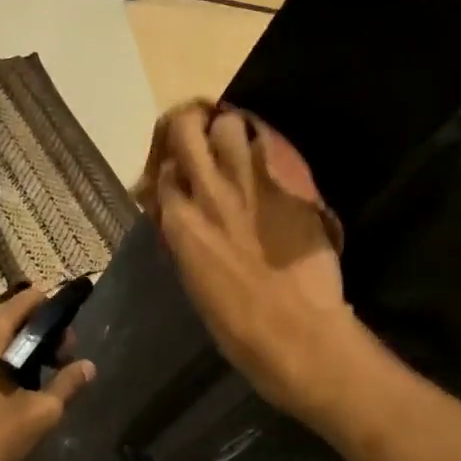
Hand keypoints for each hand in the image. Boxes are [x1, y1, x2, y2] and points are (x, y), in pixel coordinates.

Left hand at [0, 288, 95, 460]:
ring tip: (47, 385)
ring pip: (0, 340)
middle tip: (65, 368)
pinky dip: (7, 364)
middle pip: (14, 318)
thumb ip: (67, 383)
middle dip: (44, 336)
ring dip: (27, 352)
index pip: (28, 300)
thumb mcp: (40, 414)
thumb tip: (88, 366)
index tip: (71, 344)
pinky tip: (21, 394)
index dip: (55, 313)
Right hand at [144, 102, 353, 415]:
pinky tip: (270, 163)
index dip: (170, 169)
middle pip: (186, 130)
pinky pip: (270, 148)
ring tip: (240, 148)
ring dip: (230, 131)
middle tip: (202, 137)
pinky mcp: (288, 187)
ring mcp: (249, 185)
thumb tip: (186, 223)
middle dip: (190, 126)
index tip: (180, 174)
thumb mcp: (195, 281)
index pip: (162, 173)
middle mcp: (207, 193)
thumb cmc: (239, 328)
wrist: (298, 335)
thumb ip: (188, 240)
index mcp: (180, 224)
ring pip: (229, 125)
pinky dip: (265, 148)